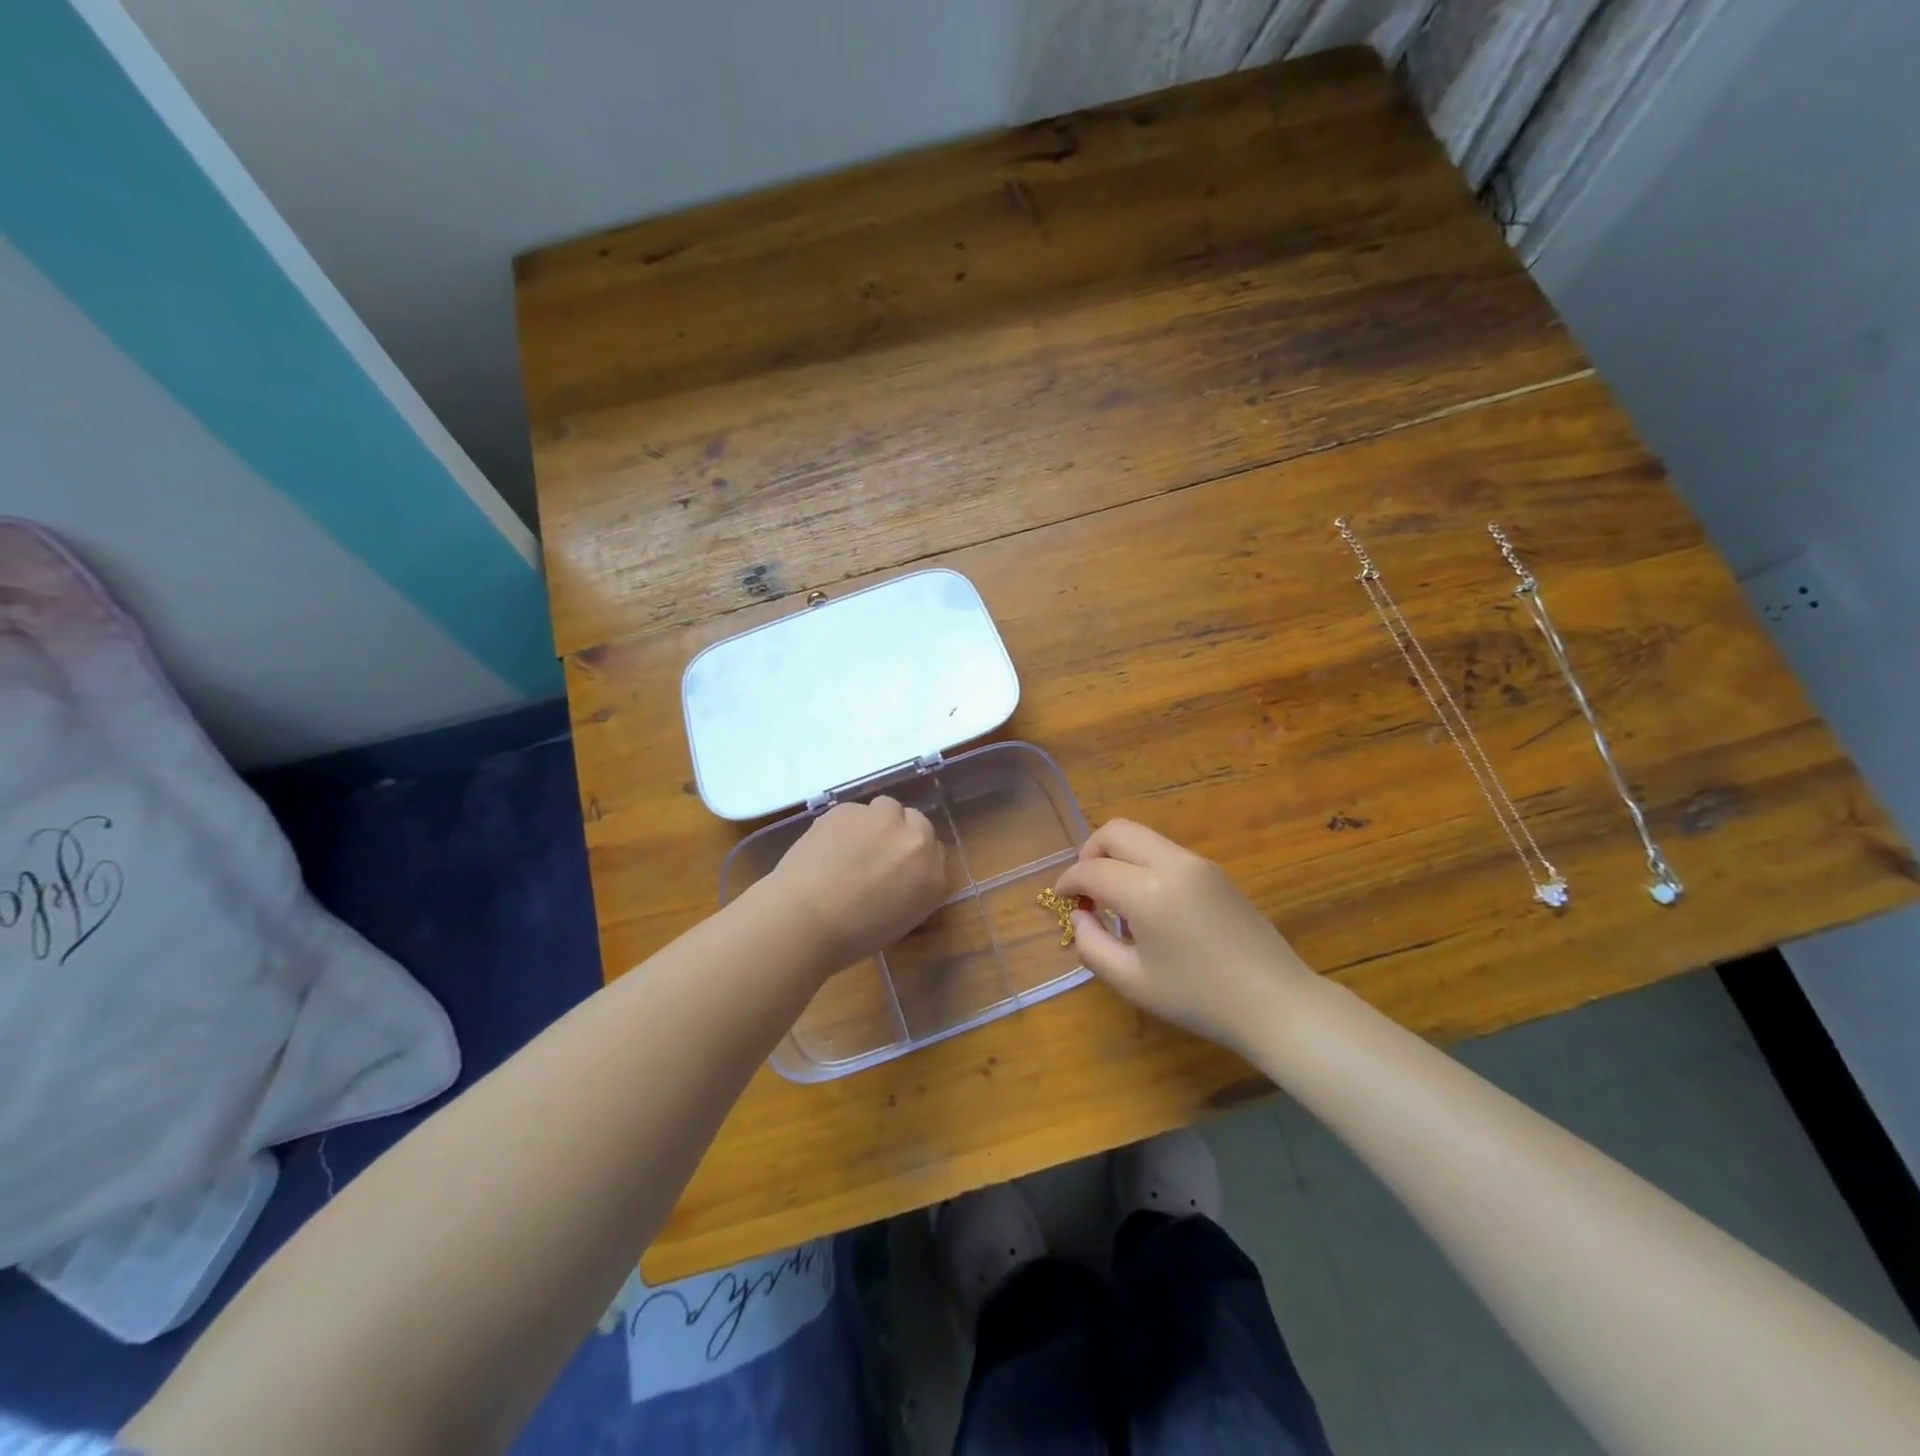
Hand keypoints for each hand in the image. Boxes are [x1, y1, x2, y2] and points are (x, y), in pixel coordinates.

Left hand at [762, 796, 948, 975]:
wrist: (804, 919)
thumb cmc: (851, 936)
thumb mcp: (899, 920)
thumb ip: (911, 888)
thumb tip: (899, 873)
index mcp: (934, 877)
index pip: (936, 853)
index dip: (914, 857)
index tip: (898, 867)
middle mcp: (916, 842)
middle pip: (917, 822)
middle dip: (900, 834)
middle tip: (875, 855)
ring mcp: (883, 820)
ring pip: (887, 809)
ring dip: (876, 822)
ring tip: (851, 847)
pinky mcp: (850, 809)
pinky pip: (856, 811)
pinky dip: (846, 824)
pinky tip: (828, 846)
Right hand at [1054, 820, 1317, 1057]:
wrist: (1276, 1004)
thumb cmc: (1199, 999)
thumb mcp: (1132, 981)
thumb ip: (1091, 945)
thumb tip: (1080, 915)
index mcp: (1148, 890)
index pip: (1092, 870)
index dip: (1067, 882)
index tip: (1061, 901)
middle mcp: (1172, 863)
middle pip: (1116, 831)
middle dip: (1090, 853)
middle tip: (1086, 890)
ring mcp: (1198, 864)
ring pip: (1142, 837)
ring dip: (1118, 857)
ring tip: (1115, 901)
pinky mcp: (1216, 872)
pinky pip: (1165, 852)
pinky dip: (1142, 864)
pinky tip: (1148, 906)